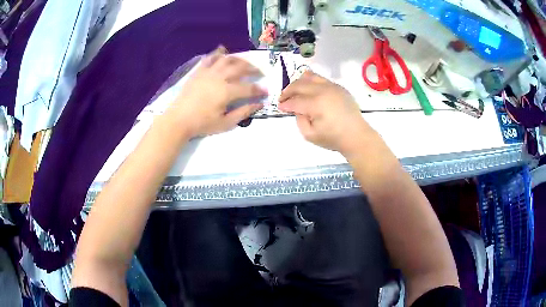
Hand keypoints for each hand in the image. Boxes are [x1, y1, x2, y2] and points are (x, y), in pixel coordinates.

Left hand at [169, 46, 265, 136]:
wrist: (178, 120)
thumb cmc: (202, 124)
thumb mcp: (225, 123)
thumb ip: (243, 112)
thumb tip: (259, 104)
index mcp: (227, 92)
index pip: (249, 88)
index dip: (259, 90)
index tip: (266, 91)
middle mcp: (219, 77)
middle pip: (240, 68)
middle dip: (253, 69)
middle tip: (259, 72)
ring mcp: (208, 72)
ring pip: (227, 59)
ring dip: (239, 59)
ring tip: (244, 62)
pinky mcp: (199, 71)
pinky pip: (210, 58)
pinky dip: (218, 53)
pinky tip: (223, 52)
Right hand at [278, 71, 377, 155]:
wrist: (356, 135)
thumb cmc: (333, 138)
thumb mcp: (309, 135)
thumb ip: (299, 120)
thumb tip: (297, 109)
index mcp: (316, 104)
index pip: (294, 101)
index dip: (285, 104)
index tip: (280, 107)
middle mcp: (323, 91)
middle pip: (299, 85)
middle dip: (288, 91)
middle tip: (283, 98)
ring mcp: (332, 86)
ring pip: (310, 77)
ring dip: (299, 82)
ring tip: (295, 90)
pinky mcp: (338, 87)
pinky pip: (321, 79)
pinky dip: (311, 82)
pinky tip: (309, 89)